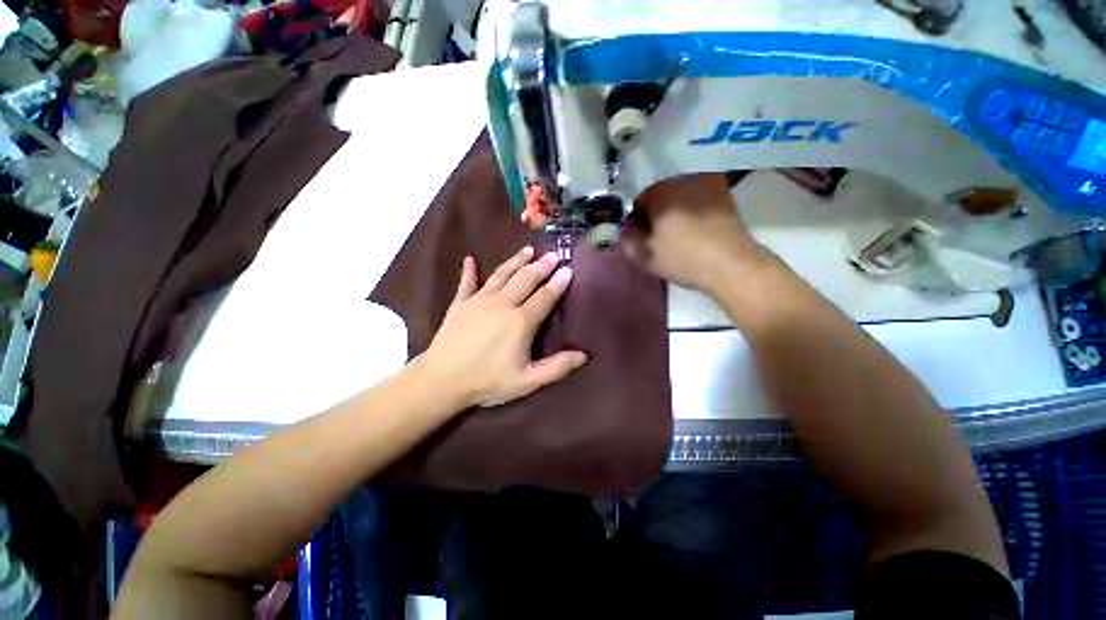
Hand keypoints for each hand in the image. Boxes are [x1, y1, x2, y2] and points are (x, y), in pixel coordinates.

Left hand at [418, 246, 587, 407]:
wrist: (442, 381)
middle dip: (541, 266)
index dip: (558, 283)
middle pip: (525, 279)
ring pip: (501, 274)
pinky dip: (468, 271)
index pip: (544, 297)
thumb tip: (583, 355)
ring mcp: (479, 301)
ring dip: (516, 261)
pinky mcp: (460, 304)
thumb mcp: (527, 381)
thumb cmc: (487, 382)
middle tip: (553, 254)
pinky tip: (469, 259)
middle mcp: (502, 304)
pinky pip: (466, 283)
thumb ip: (556, 367)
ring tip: (528, 250)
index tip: (568, 269)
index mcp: (520, 321)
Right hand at [622, 173, 773, 293]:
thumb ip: (626, 238)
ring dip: (676, 211)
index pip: (638, 203)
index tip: (645, 240)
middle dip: (657, 214)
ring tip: (681, 235)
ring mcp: (707, 181)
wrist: (731, 264)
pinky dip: (693, 209)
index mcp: (660, 190)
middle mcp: (683, 178)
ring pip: (680, 196)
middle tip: (661, 238)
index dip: (638, 223)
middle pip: (659, 196)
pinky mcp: (724, 192)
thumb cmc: (682, 258)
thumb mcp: (642, 255)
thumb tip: (627, 228)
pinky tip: (697, 229)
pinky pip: (698, 198)